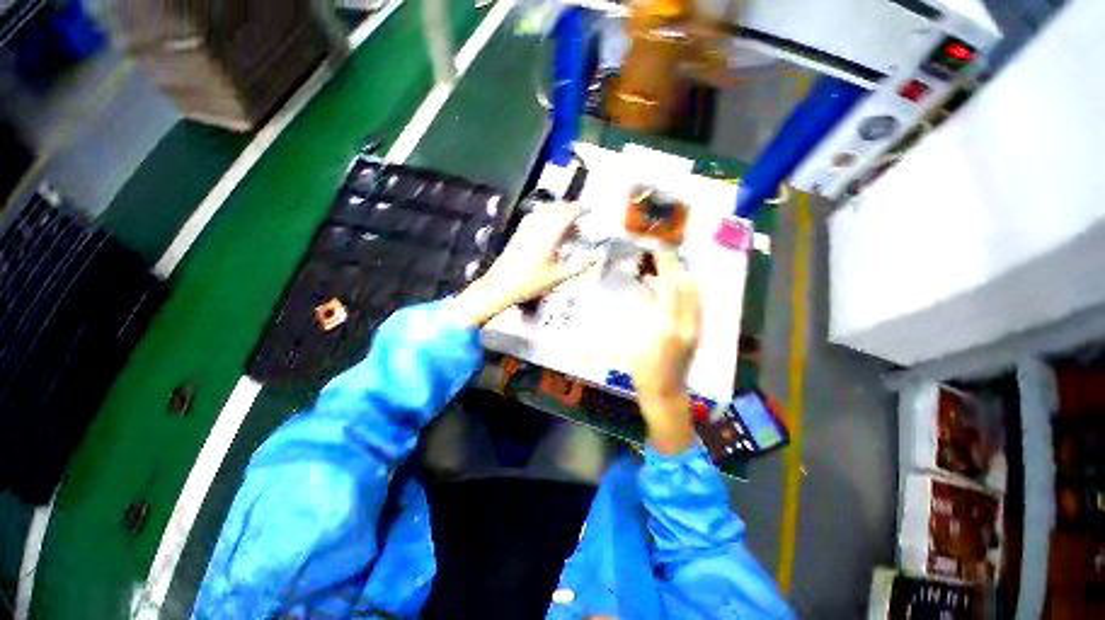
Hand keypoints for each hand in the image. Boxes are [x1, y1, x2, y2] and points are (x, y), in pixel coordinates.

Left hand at [452, 203, 591, 327]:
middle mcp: (537, 228)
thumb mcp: (558, 277)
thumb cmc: (531, 283)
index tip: (588, 210)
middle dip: (569, 209)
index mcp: (549, 237)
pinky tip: (546, 223)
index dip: (579, 210)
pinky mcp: (518, 233)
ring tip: (565, 218)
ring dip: (556, 210)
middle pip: (555, 210)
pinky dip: (544, 215)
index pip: (567, 216)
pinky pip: (533, 217)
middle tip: (579, 215)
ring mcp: (525, 229)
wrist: (501, 286)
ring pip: (543, 211)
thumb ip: (579, 266)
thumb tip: (597, 258)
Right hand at [631, 248, 701, 454]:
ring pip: (691, 295)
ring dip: (679, 278)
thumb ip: (647, 312)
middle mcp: (689, 322)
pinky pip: (692, 305)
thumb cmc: (646, 370)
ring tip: (664, 268)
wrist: (665, 394)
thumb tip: (649, 287)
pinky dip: (683, 292)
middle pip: (688, 287)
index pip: (673, 287)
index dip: (668, 266)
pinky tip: (669, 291)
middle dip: (677, 267)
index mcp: (671, 324)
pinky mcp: (694, 332)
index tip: (660, 248)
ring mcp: (694, 328)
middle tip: (662, 254)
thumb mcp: (639, 340)